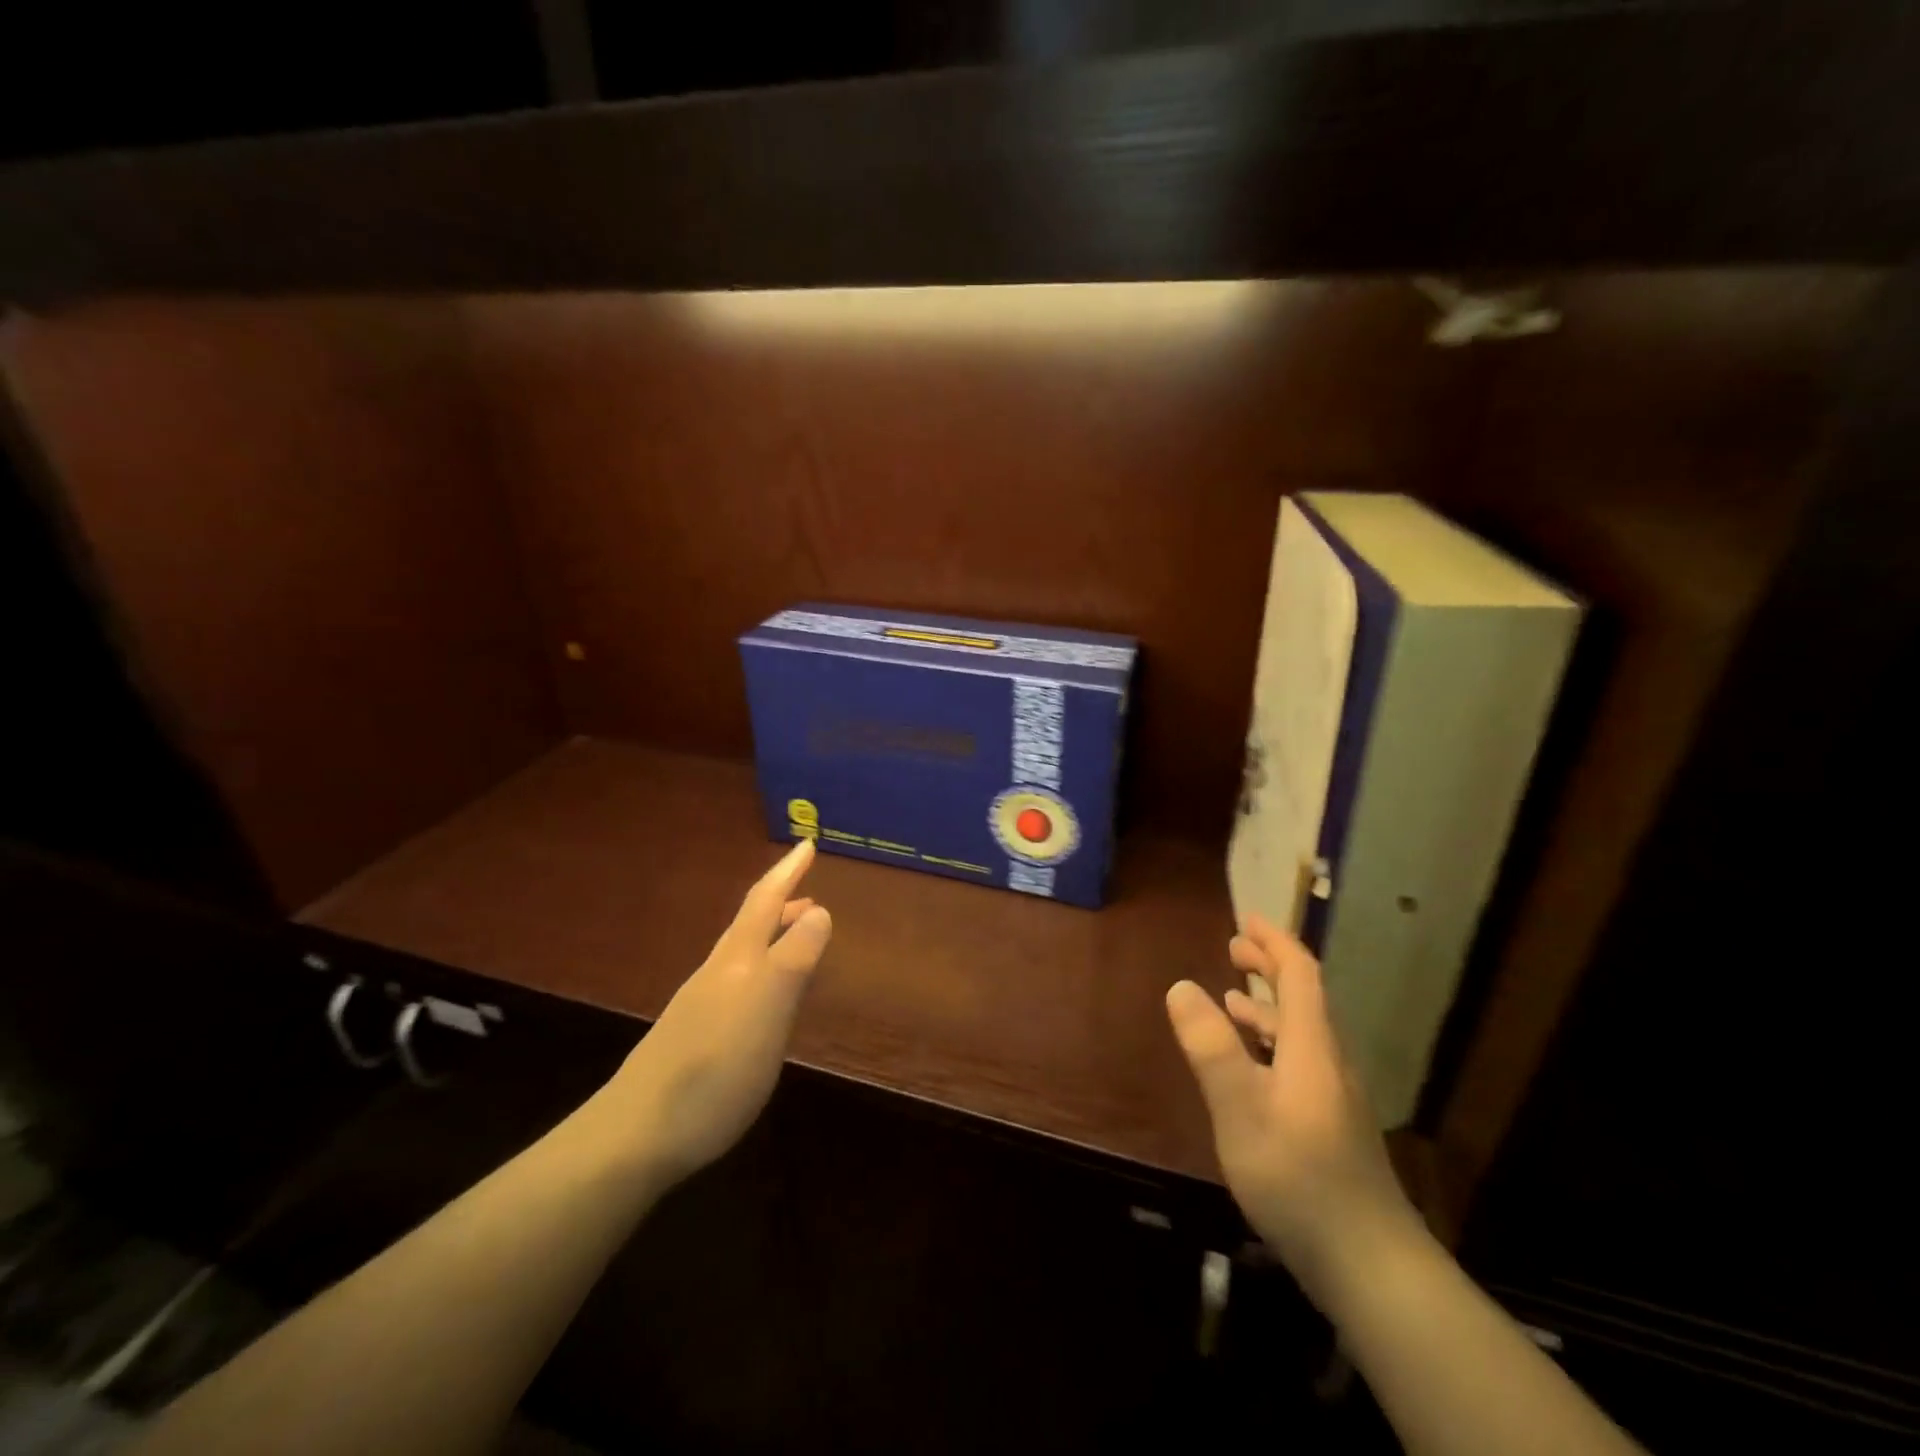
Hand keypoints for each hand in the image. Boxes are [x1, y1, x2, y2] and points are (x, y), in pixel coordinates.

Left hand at [600, 839, 831, 1188]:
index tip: (807, 843)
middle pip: (750, 924)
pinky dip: (760, 969)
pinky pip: (737, 982)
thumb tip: (818, 910)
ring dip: (771, 935)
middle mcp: (717, 972)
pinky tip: (764, 996)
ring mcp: (701, 1004)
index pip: (765, 901)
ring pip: (742, 952)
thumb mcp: (767, 1010)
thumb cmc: (714, 1069)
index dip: (788, 872)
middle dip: (780, 902)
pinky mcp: (694, 1036)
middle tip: (808, 891)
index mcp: (737, 959)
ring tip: (796, 936)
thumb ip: (793, 959)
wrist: (634, 1136)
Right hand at [1165, 914, 1418, 1297]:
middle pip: (1305, 998)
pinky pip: (1300, 1061)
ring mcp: (1335, 1096)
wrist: (1370, 1265)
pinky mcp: (1332, 1126)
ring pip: (1302, 1033)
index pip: (1300, 974)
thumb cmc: (1298, 1177)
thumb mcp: (1240, 1109)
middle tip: (1233, 948)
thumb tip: (1180, 985)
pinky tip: (1251, 1069)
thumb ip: (1210, 1046)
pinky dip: (1272, 1044)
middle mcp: (1329, 1061)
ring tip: (1231, 1000)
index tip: (1245, 919)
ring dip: (1267, 1007)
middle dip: (1270, 966)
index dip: (1274, 942)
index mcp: (1312, 1046)